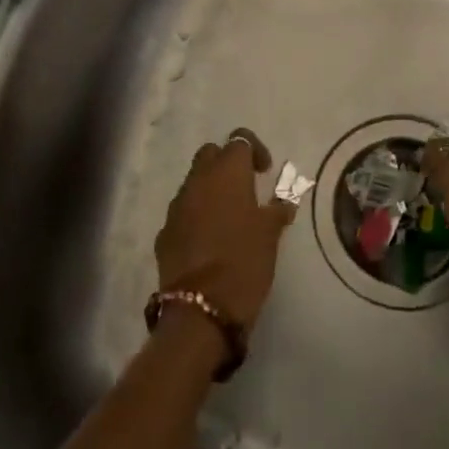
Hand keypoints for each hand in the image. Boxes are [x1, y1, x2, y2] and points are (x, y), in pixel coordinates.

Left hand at [155, 128, 297, 330]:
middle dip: (227, 163)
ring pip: (194, 182)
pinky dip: (196, 216)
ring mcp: (177, 206)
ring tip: (228, 216)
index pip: (239, 139)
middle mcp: (198, 180)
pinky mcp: (165, 232)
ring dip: (210, 190)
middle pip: (210, 154)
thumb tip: (284, 200)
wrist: (200, 309)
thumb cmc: (244, 262)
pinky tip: (209, 240)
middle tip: (245, 187)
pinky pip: (183, 211)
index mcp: (227, 172)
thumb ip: (277, 209)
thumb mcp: (270, 234)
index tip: (265, 171)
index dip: (254, 149)